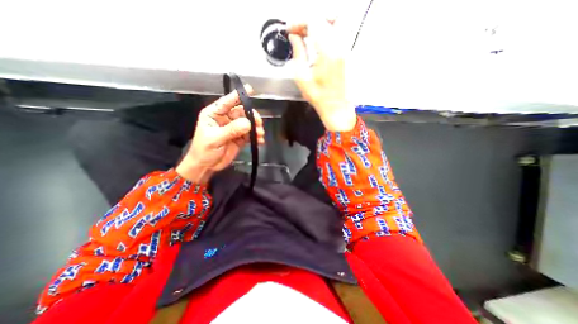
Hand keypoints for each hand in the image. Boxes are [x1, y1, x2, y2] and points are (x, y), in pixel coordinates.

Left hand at [176, 87, 265, 183]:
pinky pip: (250, 134)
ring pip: (248, 123)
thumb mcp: (215, 139)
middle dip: (252, 117)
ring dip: (256, 128)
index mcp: (215, 114)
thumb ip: (231, 130)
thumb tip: (248, 123)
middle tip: (258, 124)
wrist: (206, 166)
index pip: (227, 102)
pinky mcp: (240, 138)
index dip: (238, 96)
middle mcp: (225, 119)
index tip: (250, 90)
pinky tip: (260, 141)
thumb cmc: (204, 150)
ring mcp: (234, 128)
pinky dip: (256, 137)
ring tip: (260, 134)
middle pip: (242, 112)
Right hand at [286, 21, 354, 130]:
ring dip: (319, 22)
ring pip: (335, 20)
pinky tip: (317, 40)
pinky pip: (338, 31)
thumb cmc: (318, 97)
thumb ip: (298, 53)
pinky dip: (326, 29)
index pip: (313, 21)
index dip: (298, 22)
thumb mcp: (302, 77)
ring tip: (307, 32)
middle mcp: (338, 46)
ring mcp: (344, 48)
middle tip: (297, 31)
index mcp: (326, 52)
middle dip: (307, 20)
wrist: (335, 106)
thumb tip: (294, 38)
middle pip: (324, 17)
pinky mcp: (345, 52)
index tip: (290, 30)